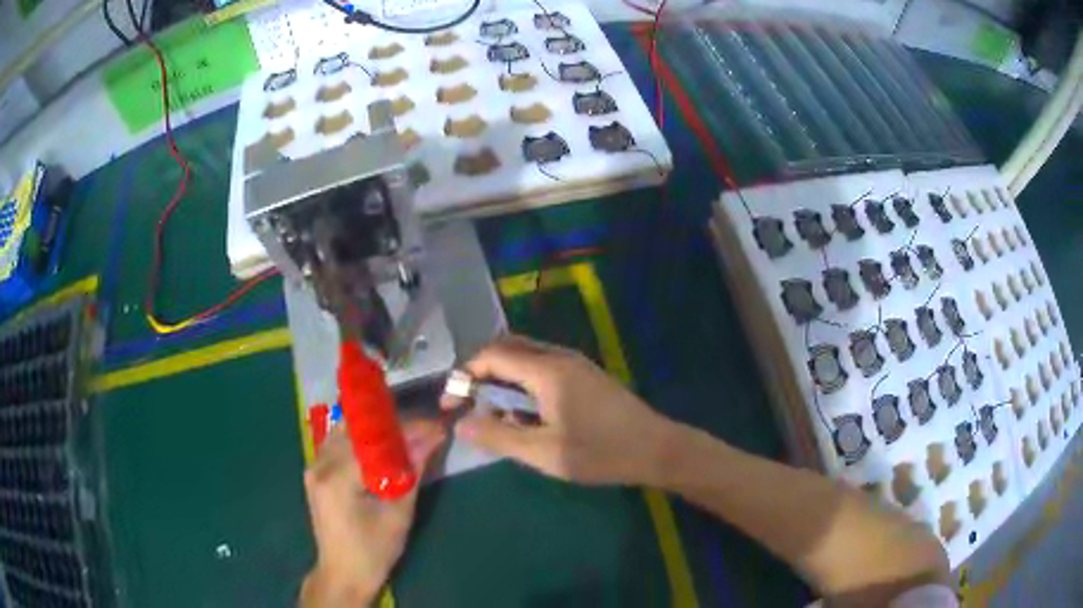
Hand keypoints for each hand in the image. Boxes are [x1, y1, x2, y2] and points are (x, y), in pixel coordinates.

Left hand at [300, 419, 444, 606]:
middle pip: (356, 428)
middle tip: (421, 427)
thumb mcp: (398, 515)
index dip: (406, 429)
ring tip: (405, 432)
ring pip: (345, 431)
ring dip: (375, 429)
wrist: (343, 574)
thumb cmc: (373, 551)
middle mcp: (319, 465)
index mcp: (337, 477)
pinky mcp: (316, 474)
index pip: (374, 439)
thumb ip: (412, 473)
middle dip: (391, 423)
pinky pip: (338, 443)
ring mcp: (314, 467)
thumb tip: (432, 439)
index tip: (434, 426)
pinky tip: (381, 445)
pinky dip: (361, 439)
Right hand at [442, 334, 674, 485]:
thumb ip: (498, 435)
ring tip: (498, 416)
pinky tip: (528, 416)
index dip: (464, 376)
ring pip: (525, 358)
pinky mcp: (585, 376)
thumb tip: (461, 424)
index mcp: (547, 370)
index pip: (491, 355)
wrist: (656, 450)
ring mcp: (575, 364)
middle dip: (481, 373)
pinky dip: (523, 385)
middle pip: (507, 349)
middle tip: (470, 405)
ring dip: (503, 380)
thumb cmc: (599, 453)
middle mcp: (559, 357)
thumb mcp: (543, 452)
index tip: (451, 405)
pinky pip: (543, 369)